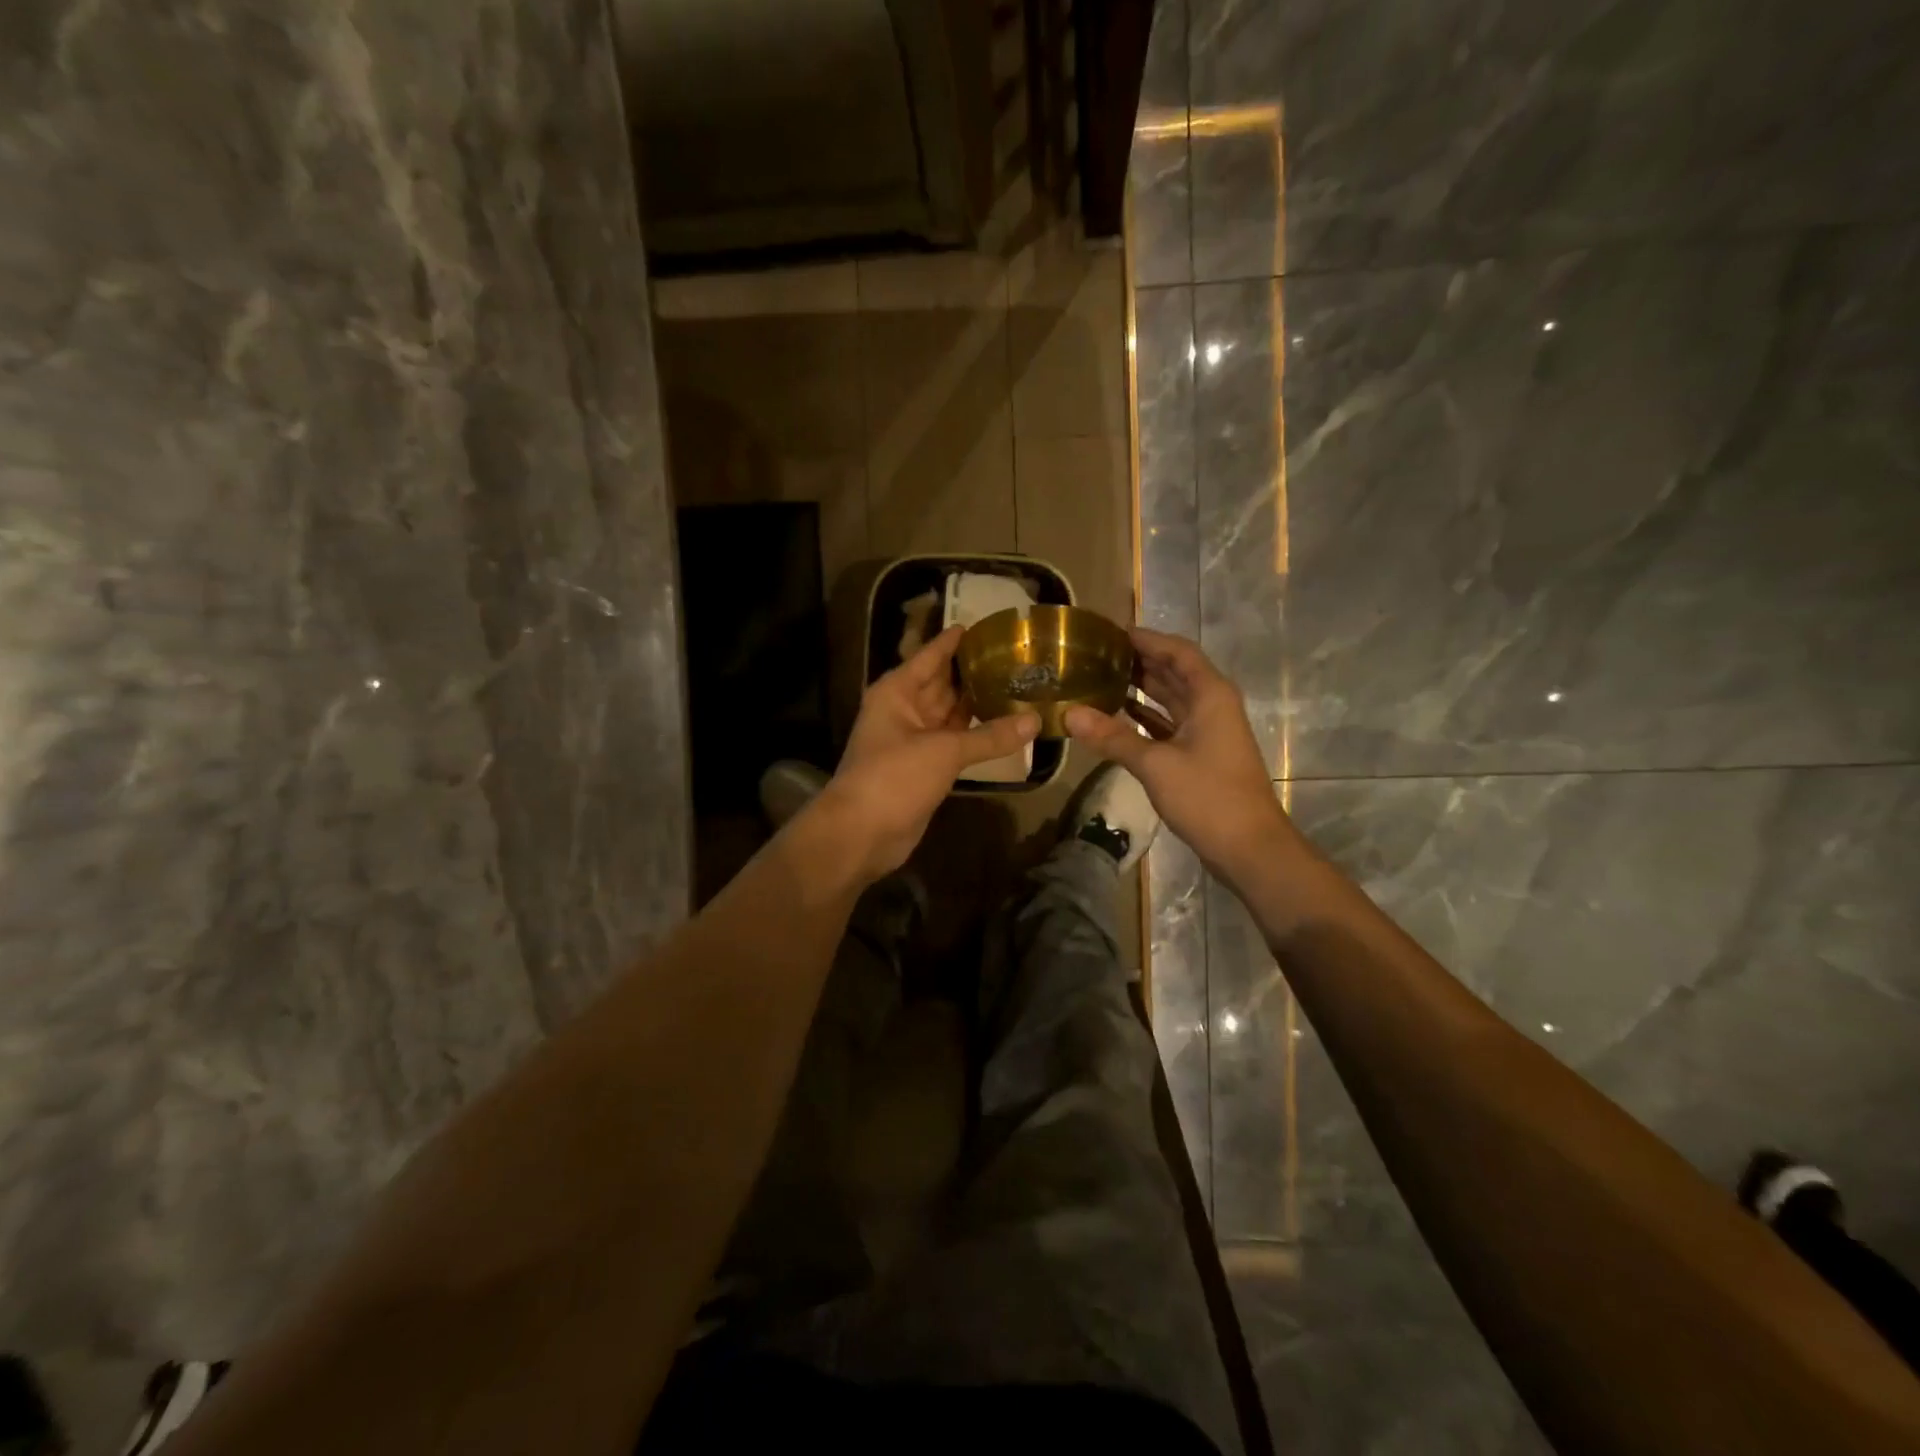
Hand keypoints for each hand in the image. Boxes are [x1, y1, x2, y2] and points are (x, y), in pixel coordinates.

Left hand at [816, 625, 1039, 880]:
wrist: (862, 833)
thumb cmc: (894, 777)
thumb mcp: (944, 750)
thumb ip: (990, 735)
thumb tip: (1035, 720)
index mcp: (897, 691)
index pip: (931, 655)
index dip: (956, 640)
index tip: (987, 625)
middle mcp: (905, 709)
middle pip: (944, 683)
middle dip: (975, 672)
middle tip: (1017, 657)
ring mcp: (915, 740)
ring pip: (951, 714)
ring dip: (979, 704)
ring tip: (1020, 685)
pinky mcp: (925, 767)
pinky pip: (955, 742)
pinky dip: (977, 736)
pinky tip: (1007, 727)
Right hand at [1064, 627, 1289, 882]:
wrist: (1249, 847)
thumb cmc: (1208, 797)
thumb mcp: (1155, 764)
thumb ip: (1112, 737)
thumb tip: (1069, 714)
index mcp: (1210, 695)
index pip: (1177, 651)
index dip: (1146, 638)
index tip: (1111, 631)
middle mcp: (1211, 705)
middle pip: (1174, 672)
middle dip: (1139, 660)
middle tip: (1097, 653)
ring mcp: (1208, 731)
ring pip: (1171, 699)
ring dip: (1141, 688)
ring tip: (1100, 677)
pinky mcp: (1201, 754)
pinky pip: (1169, 724)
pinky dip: (1145, 717)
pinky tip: (1117, 715)